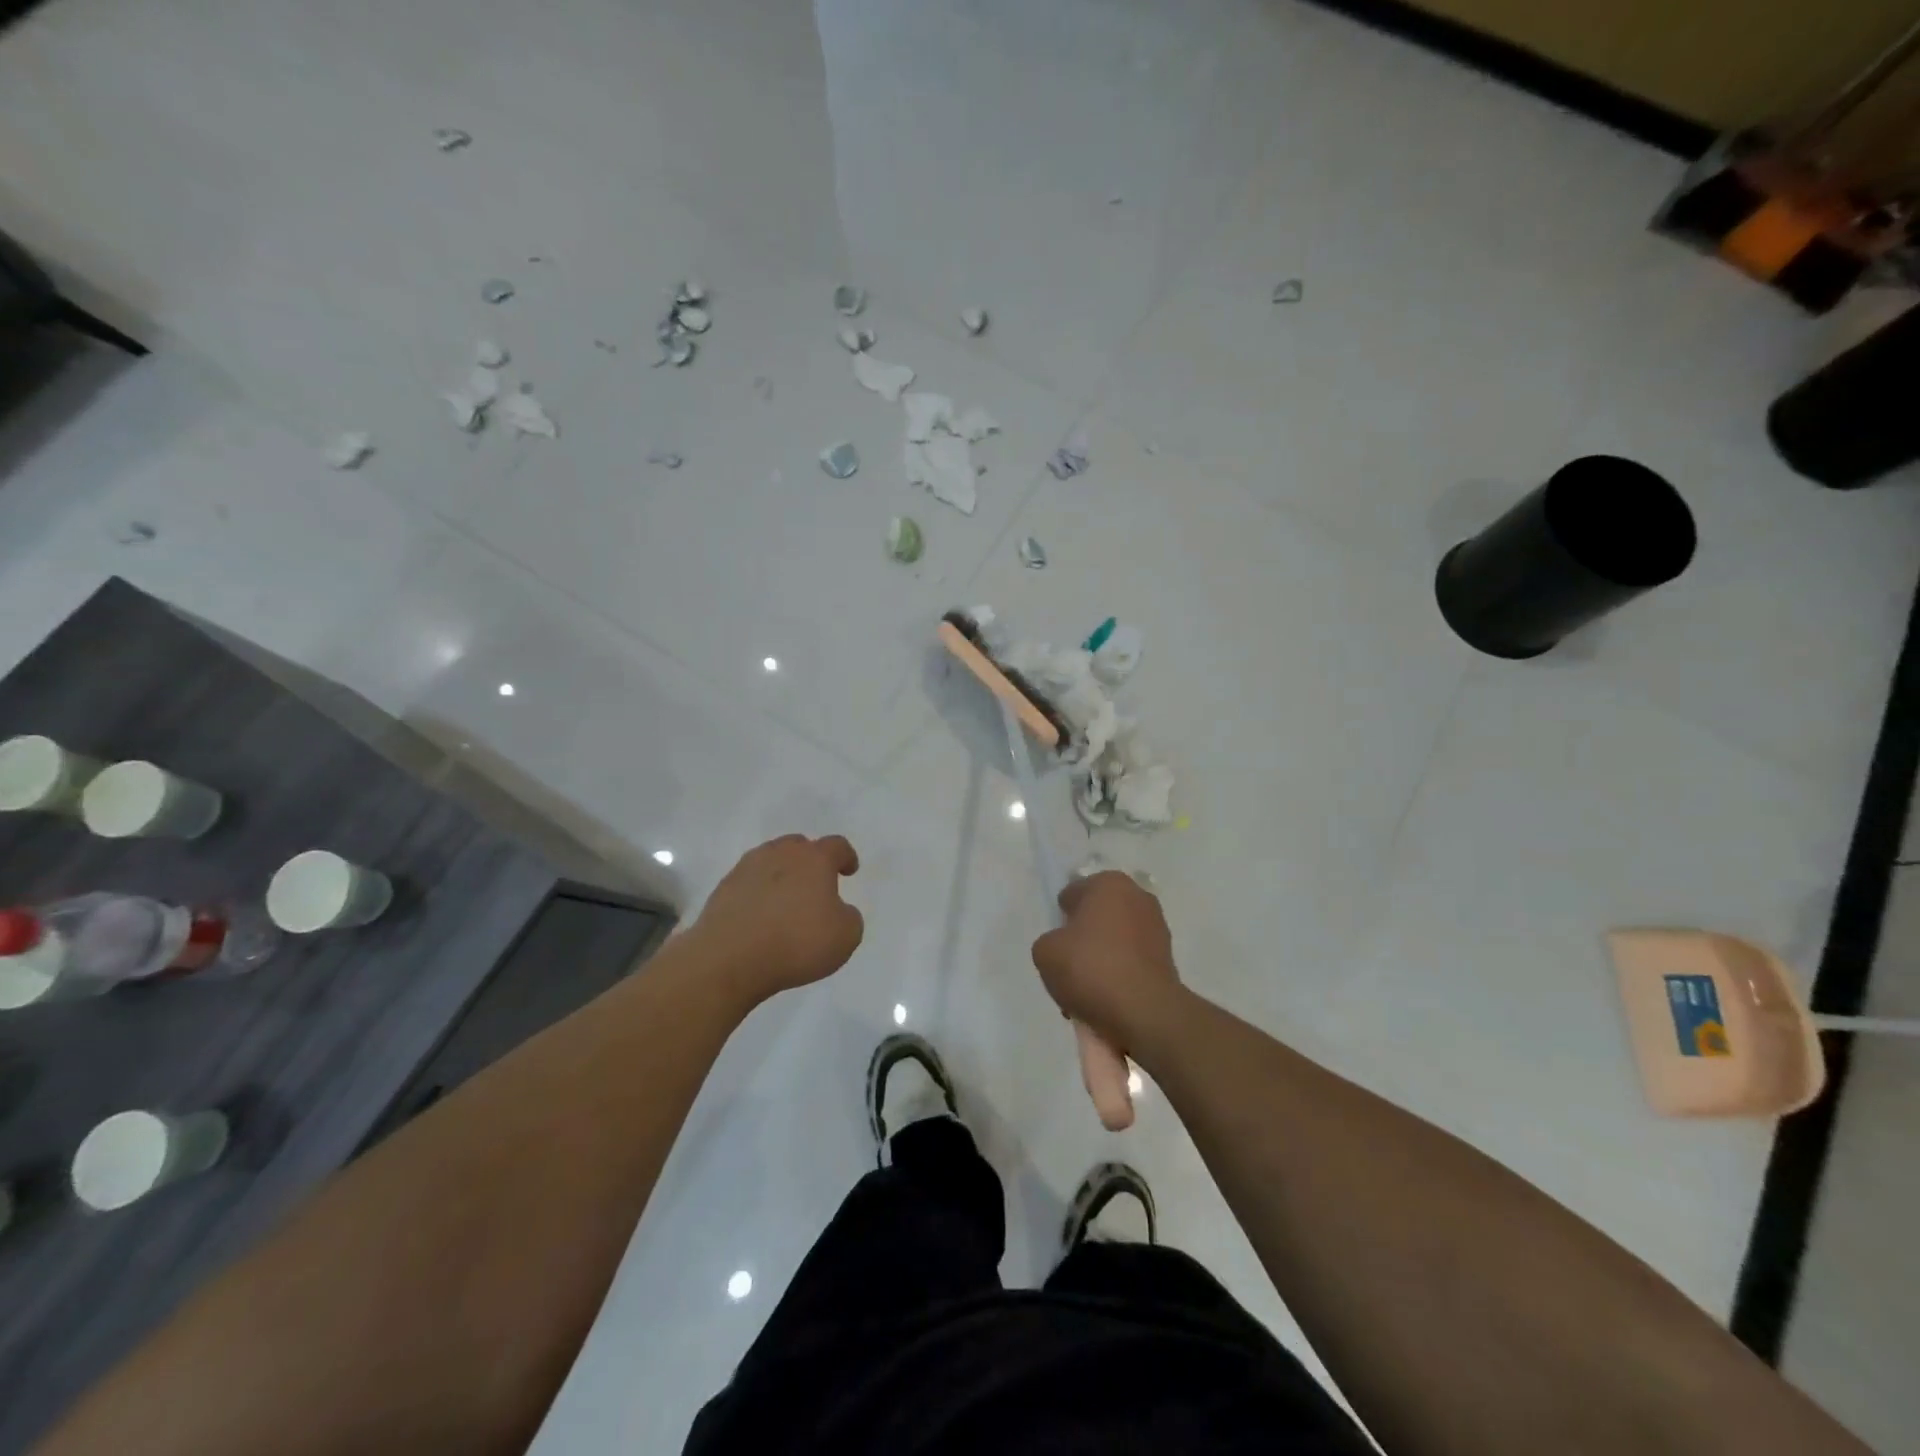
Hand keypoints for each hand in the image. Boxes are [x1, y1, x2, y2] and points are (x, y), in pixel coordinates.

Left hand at [686, 834, 863, 1005]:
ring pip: (770, 861)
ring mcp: (747, 869)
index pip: (836, 846)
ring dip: (781, 874)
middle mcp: (780, 854)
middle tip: (815, 883)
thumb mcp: (846, 936)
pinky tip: (760, 917)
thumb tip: (838, 910)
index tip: (849, 870)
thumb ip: (849, 916)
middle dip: (810, 860)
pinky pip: (748, 883)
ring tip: (785, 900)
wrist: (729, 959)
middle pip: (799, 846)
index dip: (846, 856)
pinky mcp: (722, 889)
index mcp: (814, 859)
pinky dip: (757, 894)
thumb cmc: (797, 943)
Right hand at [1031, 872, 1182, 1047]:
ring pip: (1115, 940)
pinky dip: (1119, 974)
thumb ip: (1050, 941)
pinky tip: (1105, 998)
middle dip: (1084, 937)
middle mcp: (1138, 897)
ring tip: (1085, 989)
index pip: (1073, 893)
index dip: (1061, 917)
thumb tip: (1063, 947)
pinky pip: (1131, 962)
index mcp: (1109, 883)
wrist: (1144, 1011)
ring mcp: (1157, 928)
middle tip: (1069, 965)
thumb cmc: (1090, 968)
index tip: (1057, 943)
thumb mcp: (1045, 952)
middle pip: (1098, 916)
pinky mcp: (1168, 958)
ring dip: (1101, 957)